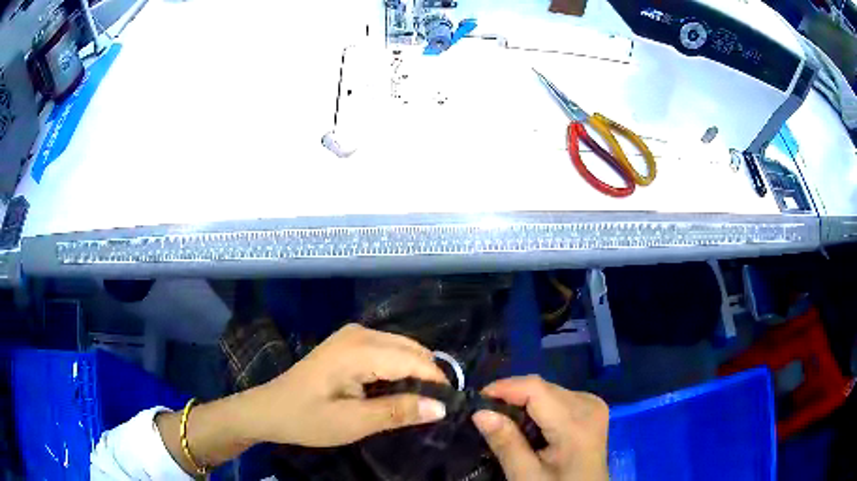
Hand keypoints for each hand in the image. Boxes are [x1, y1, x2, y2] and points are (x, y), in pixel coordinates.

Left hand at [246, 323, 449, 446]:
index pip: (415, 361)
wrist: (270, 409)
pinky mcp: (350, 343)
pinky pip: (389, 351)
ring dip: (415, 375)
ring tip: (417, 404)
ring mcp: (354, 335)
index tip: (449, 408)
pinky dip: (400, 370)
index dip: (436, 383)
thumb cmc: (308, 418)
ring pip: (403, 349)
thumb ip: (398, 412)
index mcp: (359, 350)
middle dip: (428, 378)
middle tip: (433, 410)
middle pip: (412, 350)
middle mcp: (360, 333)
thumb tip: (442, 407)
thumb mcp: (354, 423)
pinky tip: (396, 392)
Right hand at [472, 375, 608, 480]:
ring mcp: (593, 405)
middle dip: (511, 397)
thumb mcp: (527, 476)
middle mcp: (588, 404)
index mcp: (576, 422)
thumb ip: (506, 444)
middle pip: (542, 388)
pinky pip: (558, 398)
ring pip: (548, 390)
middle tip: (486, 418)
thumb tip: (480, 412)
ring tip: (505, 425)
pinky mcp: (592, 409)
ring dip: (523, 403)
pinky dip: (538, 408)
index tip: (476, 402)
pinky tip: (529, 427)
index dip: (504, 388)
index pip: (536, 388)